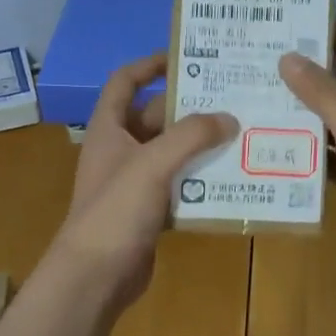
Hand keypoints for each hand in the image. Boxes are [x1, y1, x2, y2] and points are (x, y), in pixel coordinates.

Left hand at [54, 52, 237, 314]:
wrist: (94, 278)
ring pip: (171, 152)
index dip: (149, 65)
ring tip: (240, 133)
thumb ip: (191, 136)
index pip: (124, 82)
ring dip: (199, 144)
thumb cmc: (115, 212)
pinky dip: (200, 179)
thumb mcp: (152, 164)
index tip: (184, 58)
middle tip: (232, 98)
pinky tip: (231, 177)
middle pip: (155, 117)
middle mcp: (119, 150)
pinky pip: (178, 184)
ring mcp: (133, 182)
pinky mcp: (148, 210)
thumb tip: (229, 118)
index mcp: (108, 129)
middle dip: (189, 108)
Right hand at [279, 33, 335, 265]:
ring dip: (301, 107)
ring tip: (259, 90)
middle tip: (263, 55)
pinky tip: (272, 137)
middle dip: (306, 72)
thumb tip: (289, 56)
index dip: (329, 35)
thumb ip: (324, 93)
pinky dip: (303, 143)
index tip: (292, 21)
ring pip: (328, 118)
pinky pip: (323, 150)